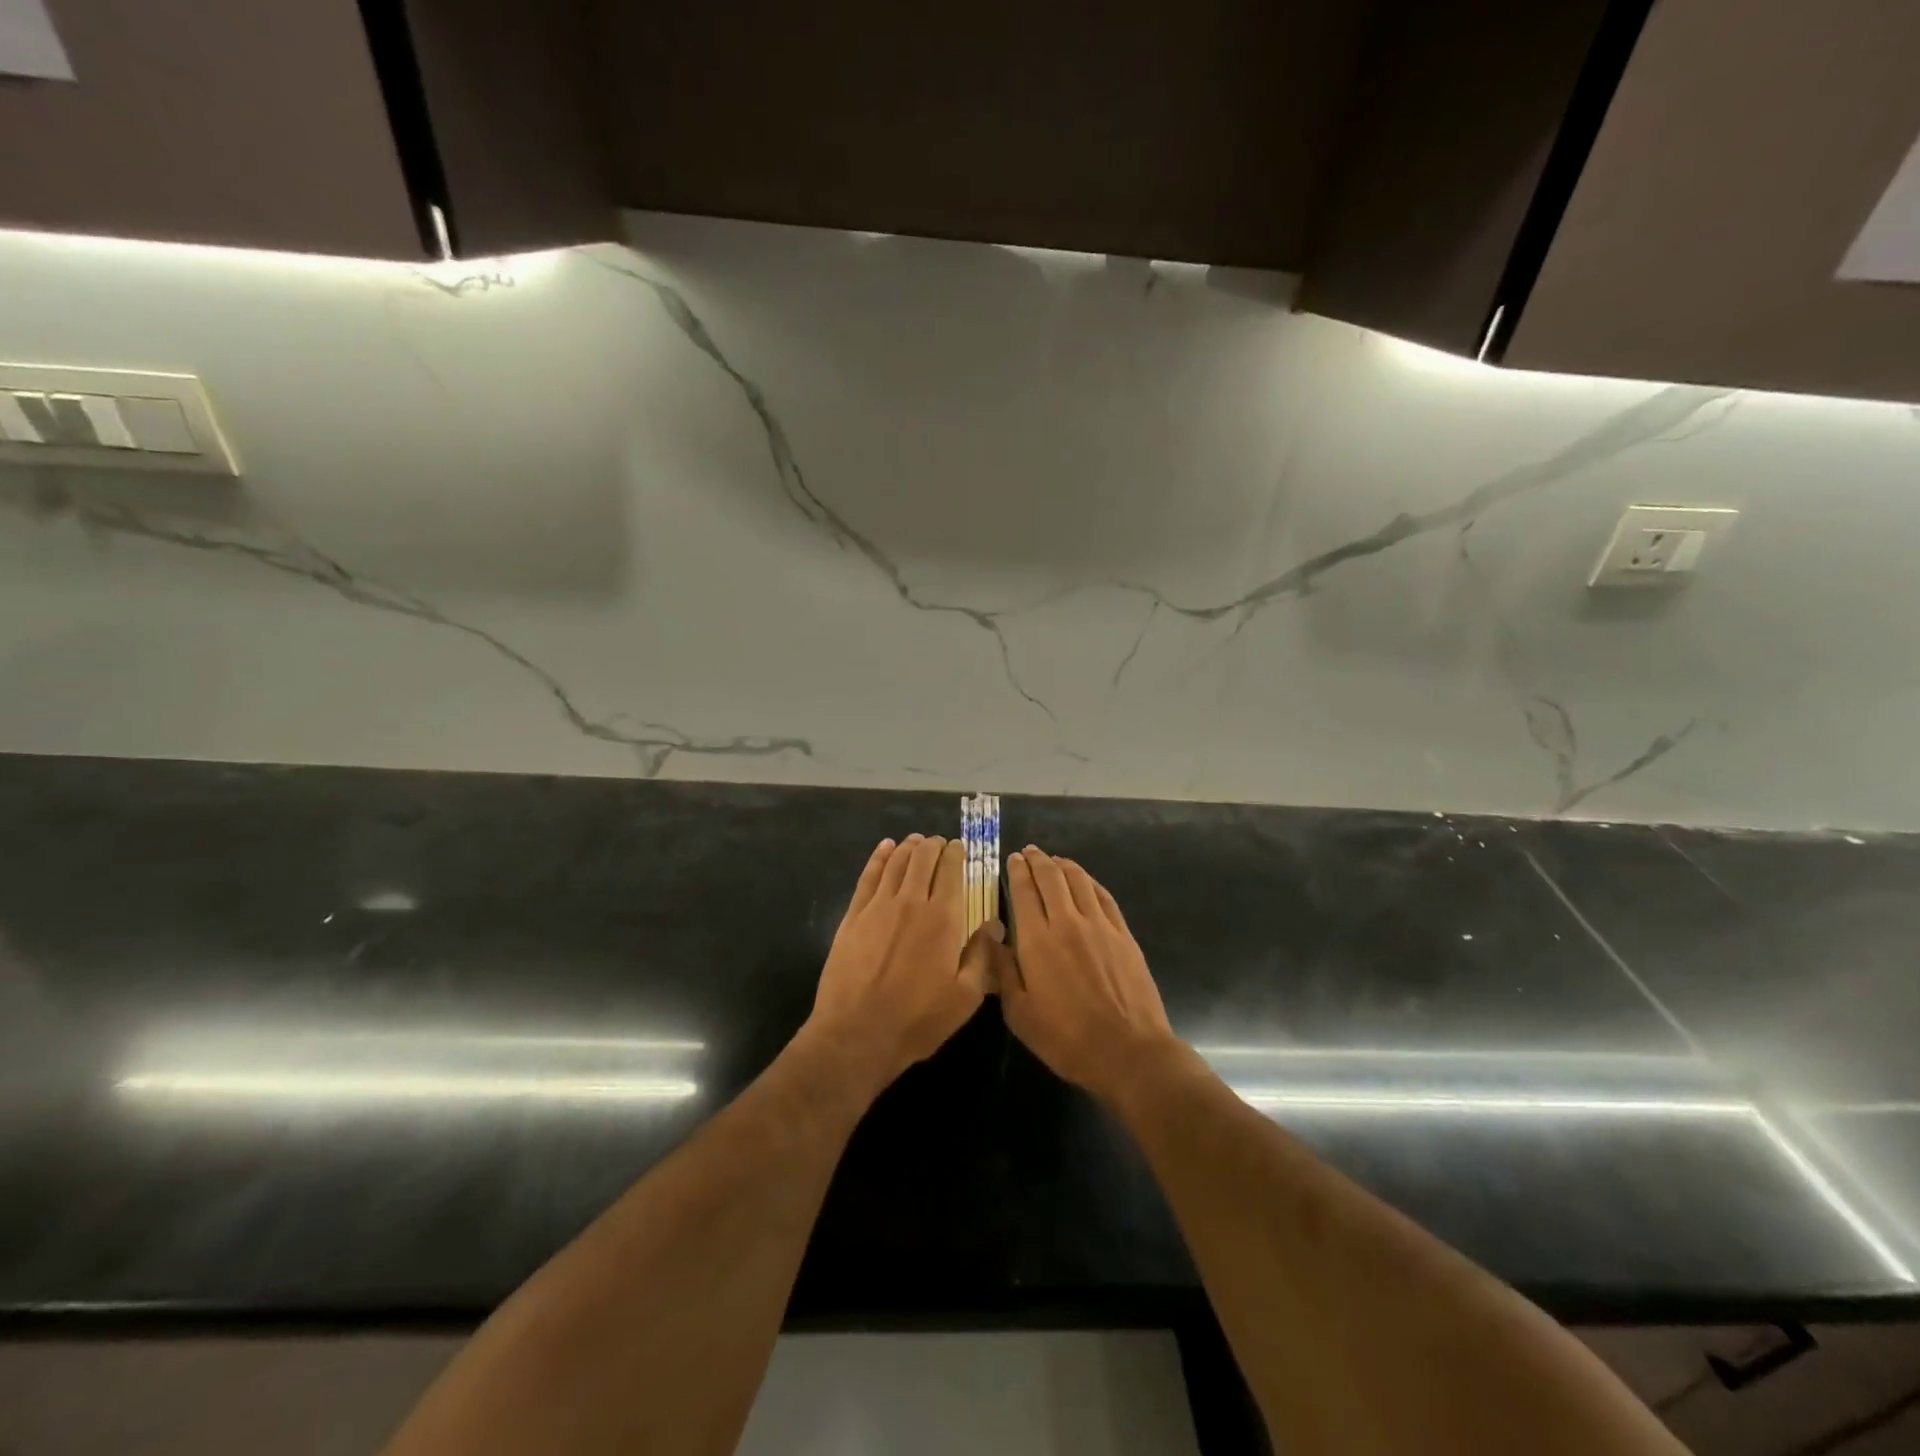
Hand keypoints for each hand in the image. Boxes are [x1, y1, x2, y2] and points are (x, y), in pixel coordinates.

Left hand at [804, 834, 998, 1096]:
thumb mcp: (964, 998)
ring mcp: (878, 906)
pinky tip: (884, 848)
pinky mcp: (853, 916)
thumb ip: (982, 956)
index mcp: (943, 919)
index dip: (957, 854)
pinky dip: (879, 857)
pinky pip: (869, 876)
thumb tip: (995, 924)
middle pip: (923, 859)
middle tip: (940, 843)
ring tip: (916, 840)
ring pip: (896, 862)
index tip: (960, 848)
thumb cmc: (917, 1020)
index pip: (952, 872)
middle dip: (934, 846)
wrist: (857, 1033)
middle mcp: (911, 902)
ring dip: (909, 847)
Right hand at [1001, 847, 1178, 1103]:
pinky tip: (1084, 881)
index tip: (1013, 859)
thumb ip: (1003, 971)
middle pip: (1051, 878)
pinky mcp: (1123, 934)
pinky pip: (1103, 896)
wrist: (1128, 1051)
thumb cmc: (1066, 1038)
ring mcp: (1099, 926)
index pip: (1024, 891)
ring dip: (1063, 865)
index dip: (1017, 871)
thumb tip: (992, 938)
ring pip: (1079, 881)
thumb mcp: (1019, 1014)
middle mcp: (1067, 922)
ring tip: (1054, 860)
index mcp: (1037, 940)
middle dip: (1038, 860)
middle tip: (1030, 852)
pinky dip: (1089, 882)